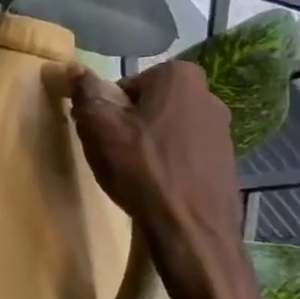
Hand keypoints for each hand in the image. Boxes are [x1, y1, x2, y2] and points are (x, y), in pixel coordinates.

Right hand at [68, 62, 269, 298]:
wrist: (191, 231)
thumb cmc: (142, 169)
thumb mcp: (99, 125)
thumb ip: (85, 90)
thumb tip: (73, 67)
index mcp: (179, 77)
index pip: (124, 86)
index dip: (107, 111)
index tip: (102, 136)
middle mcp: (208, 96)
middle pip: (147, 107)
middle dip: (128, 126)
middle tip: (113, 155)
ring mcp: (221, 131)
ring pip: (165, 131)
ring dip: (147, 147)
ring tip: (134, 176)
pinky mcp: (226, 163)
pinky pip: (183, 155)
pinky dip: (167, 166)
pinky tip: (155, 189)